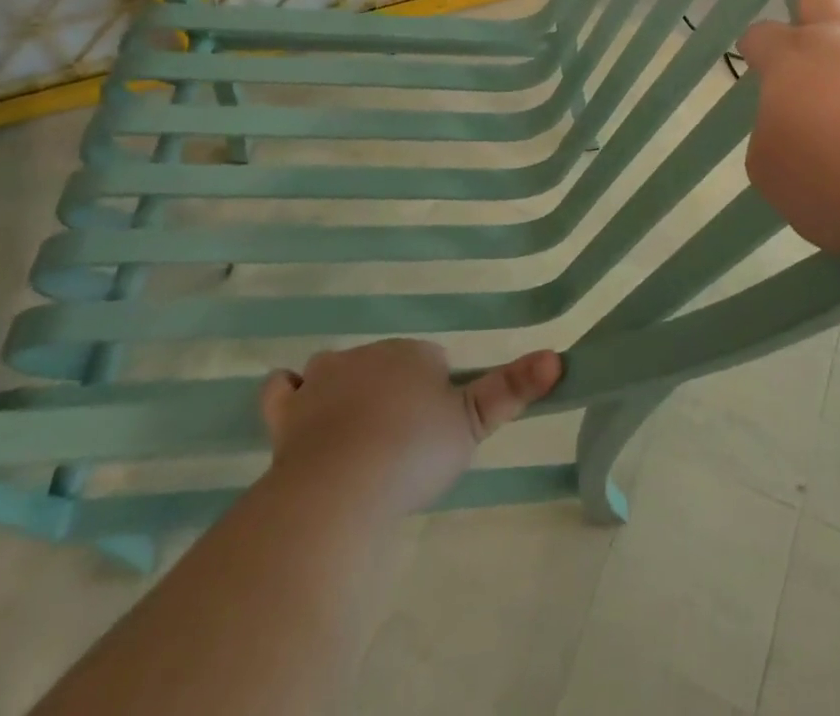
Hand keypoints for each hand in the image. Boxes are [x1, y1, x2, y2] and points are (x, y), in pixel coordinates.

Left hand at [260, 339, 561, 516]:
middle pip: (386, 364)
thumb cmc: (414, 450)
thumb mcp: (473, 423)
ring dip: (345, 389)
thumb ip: (513, 388)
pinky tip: (296, 406)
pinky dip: (288, 394)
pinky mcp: (286, 414)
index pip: (430, 360)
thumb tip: (558, 355)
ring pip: (336, 370)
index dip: (436, 392)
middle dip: (393, 391)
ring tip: (356, 431)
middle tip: (401, 441)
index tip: (436, 429)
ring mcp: (321, 382)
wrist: (343, 485)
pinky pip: (282, 389)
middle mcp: (367, 355)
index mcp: (412, 353)